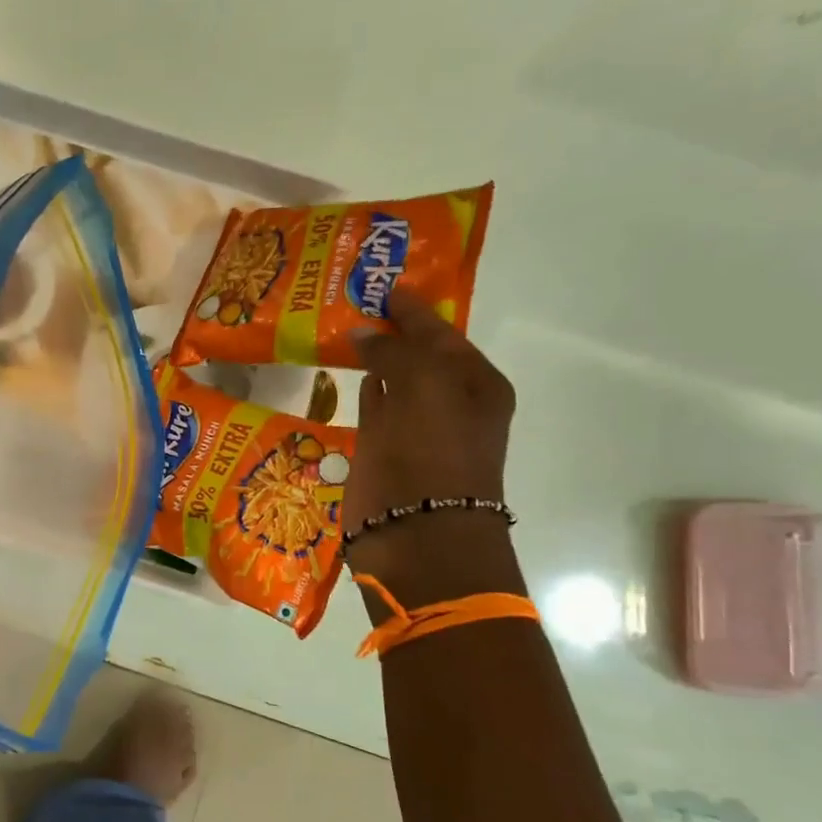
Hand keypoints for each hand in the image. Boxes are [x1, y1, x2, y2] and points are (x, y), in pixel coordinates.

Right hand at [348, 286, 518, 605]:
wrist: (419, 535)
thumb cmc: (434, 454)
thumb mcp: (424, 386)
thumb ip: (394, 352)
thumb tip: (362, 333)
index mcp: (476, 385)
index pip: (442, 334)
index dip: (415, 310)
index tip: (386, 286)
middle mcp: (448, 403)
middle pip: (419, 355)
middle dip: (395, 329)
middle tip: (360, 299)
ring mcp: (414, 428)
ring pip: (393, 379)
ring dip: (375, 356)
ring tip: (346, 326)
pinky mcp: (383, 450)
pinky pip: (372, 406)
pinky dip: (362, 387)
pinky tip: (348, 370)